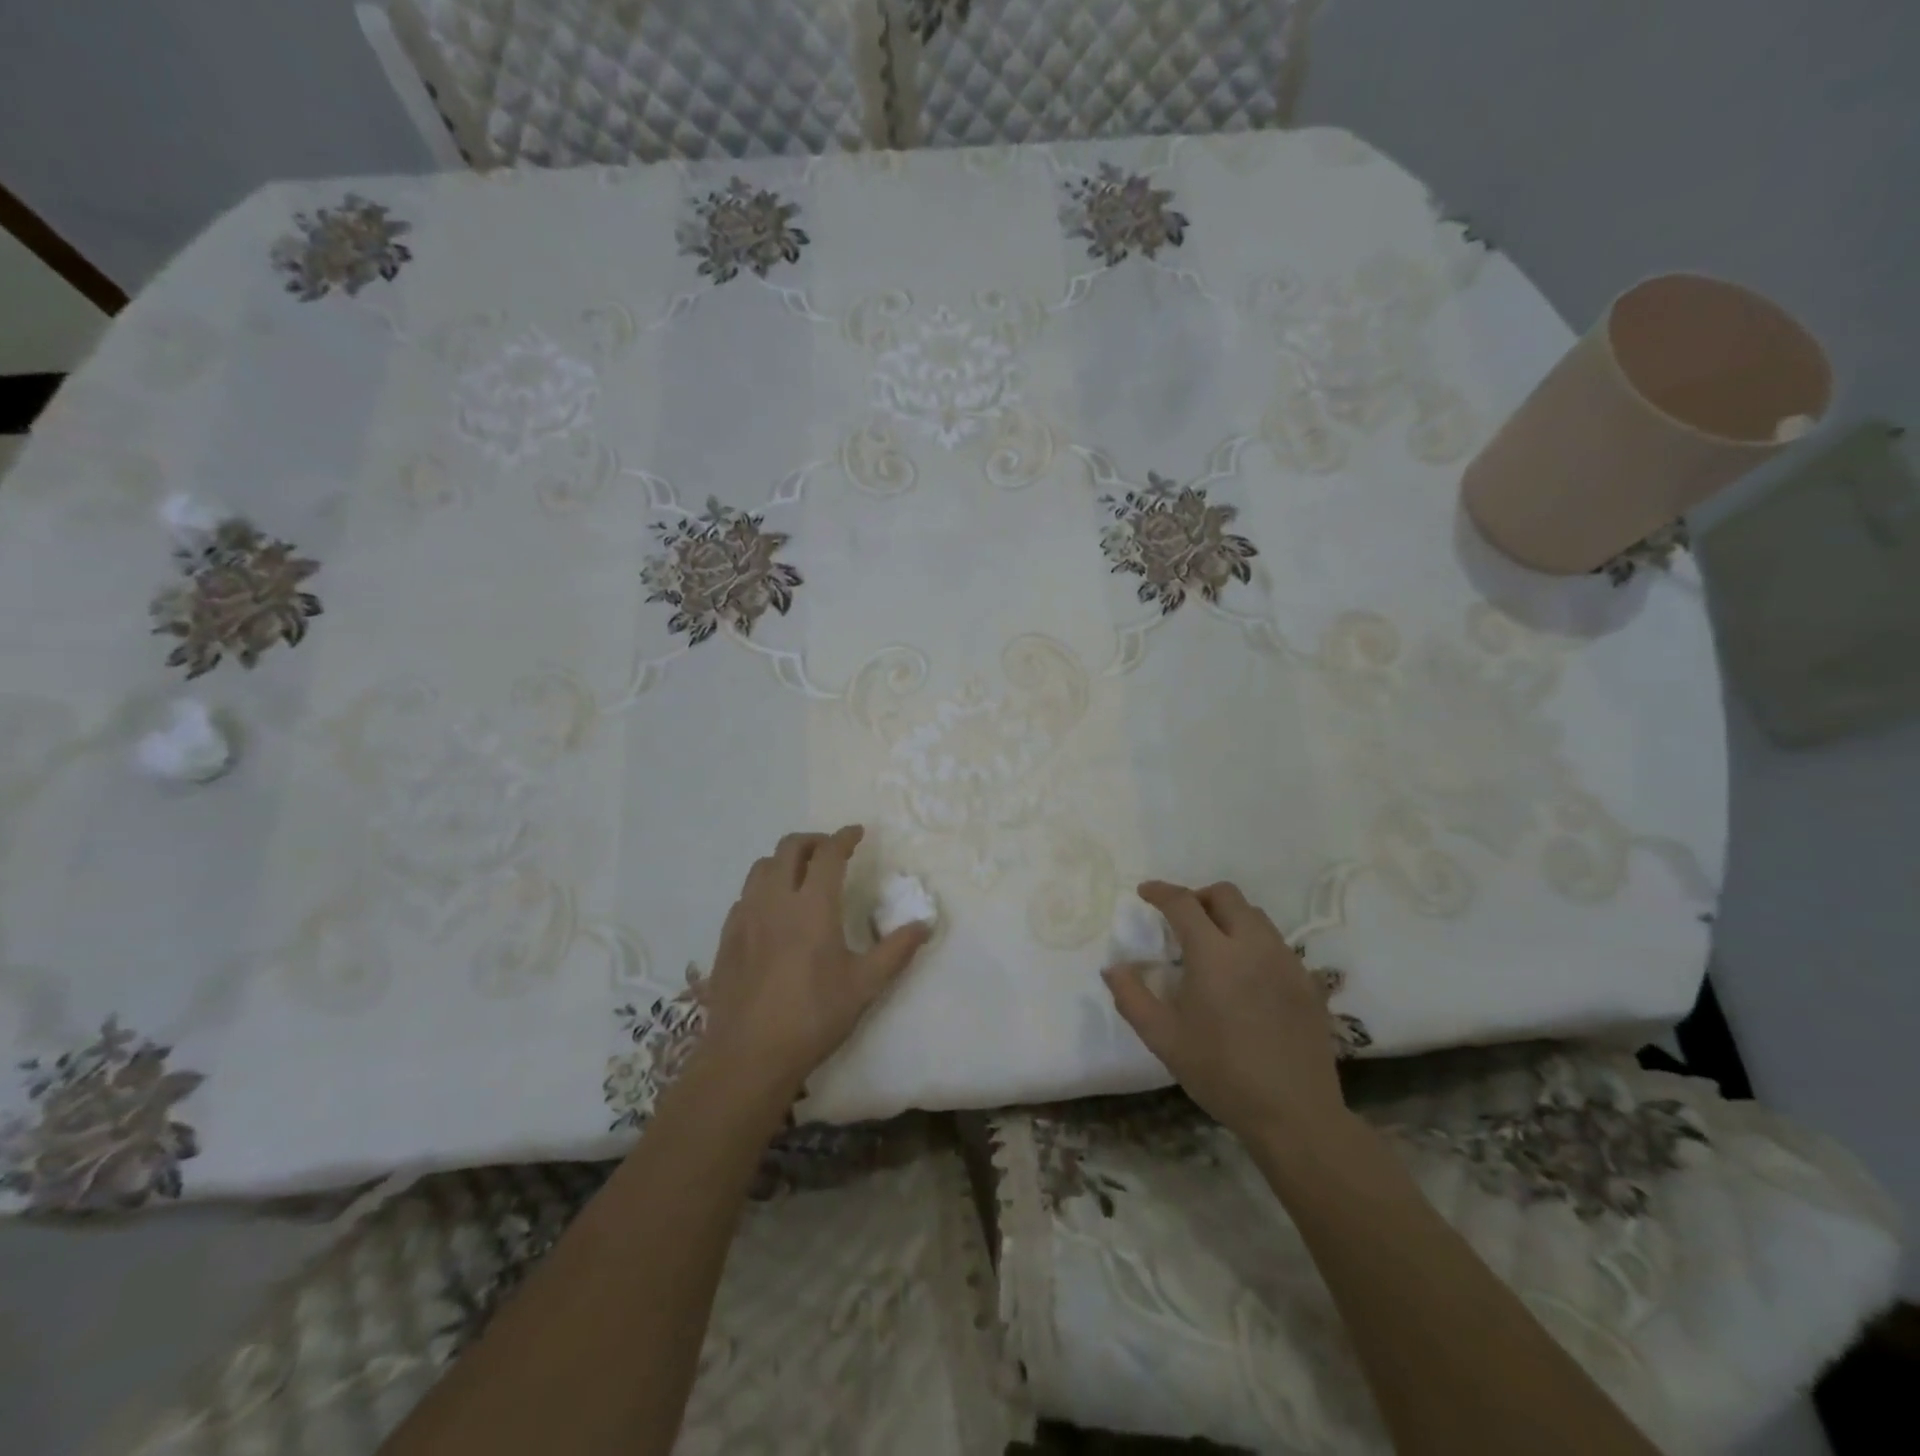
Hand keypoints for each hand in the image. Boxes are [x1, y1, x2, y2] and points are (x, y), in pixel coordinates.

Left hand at [697, 826, 929, 1110]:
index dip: (844, 837)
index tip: (857, 833)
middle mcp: (775, 900)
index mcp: (812, 906)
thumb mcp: (865, 986)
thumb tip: (925, 924)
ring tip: (801, 876)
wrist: (748, 1056)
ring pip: (761, 867)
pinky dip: (763, 888)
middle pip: (789, 848)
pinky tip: (773, 912)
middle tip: (831, 851)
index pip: (828, 853)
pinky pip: (745, 895)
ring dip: (784, 861)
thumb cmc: (813, 1017)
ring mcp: (746, 917)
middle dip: (813, 841)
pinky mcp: (726, 937)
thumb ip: (896, 950)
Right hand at [1103, 880, 1347, 1142]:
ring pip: (1255, 915)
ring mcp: (1286, 961)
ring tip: (1213, 944)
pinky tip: (1245, 974)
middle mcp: (1253, 945)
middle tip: (1181, 919)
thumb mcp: (1163, 1039)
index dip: (1160, 891)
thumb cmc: (1220, 1073)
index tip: (1145, 892)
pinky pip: (1277, 942)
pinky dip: (1253, 941)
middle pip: (1225, 895)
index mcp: (1214, 954)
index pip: (1183, 903)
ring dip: (1228, 916)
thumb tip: (1113, 967)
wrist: (1294, 1114)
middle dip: (1198, 897)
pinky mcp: (1308, 981)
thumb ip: (1131, 997)